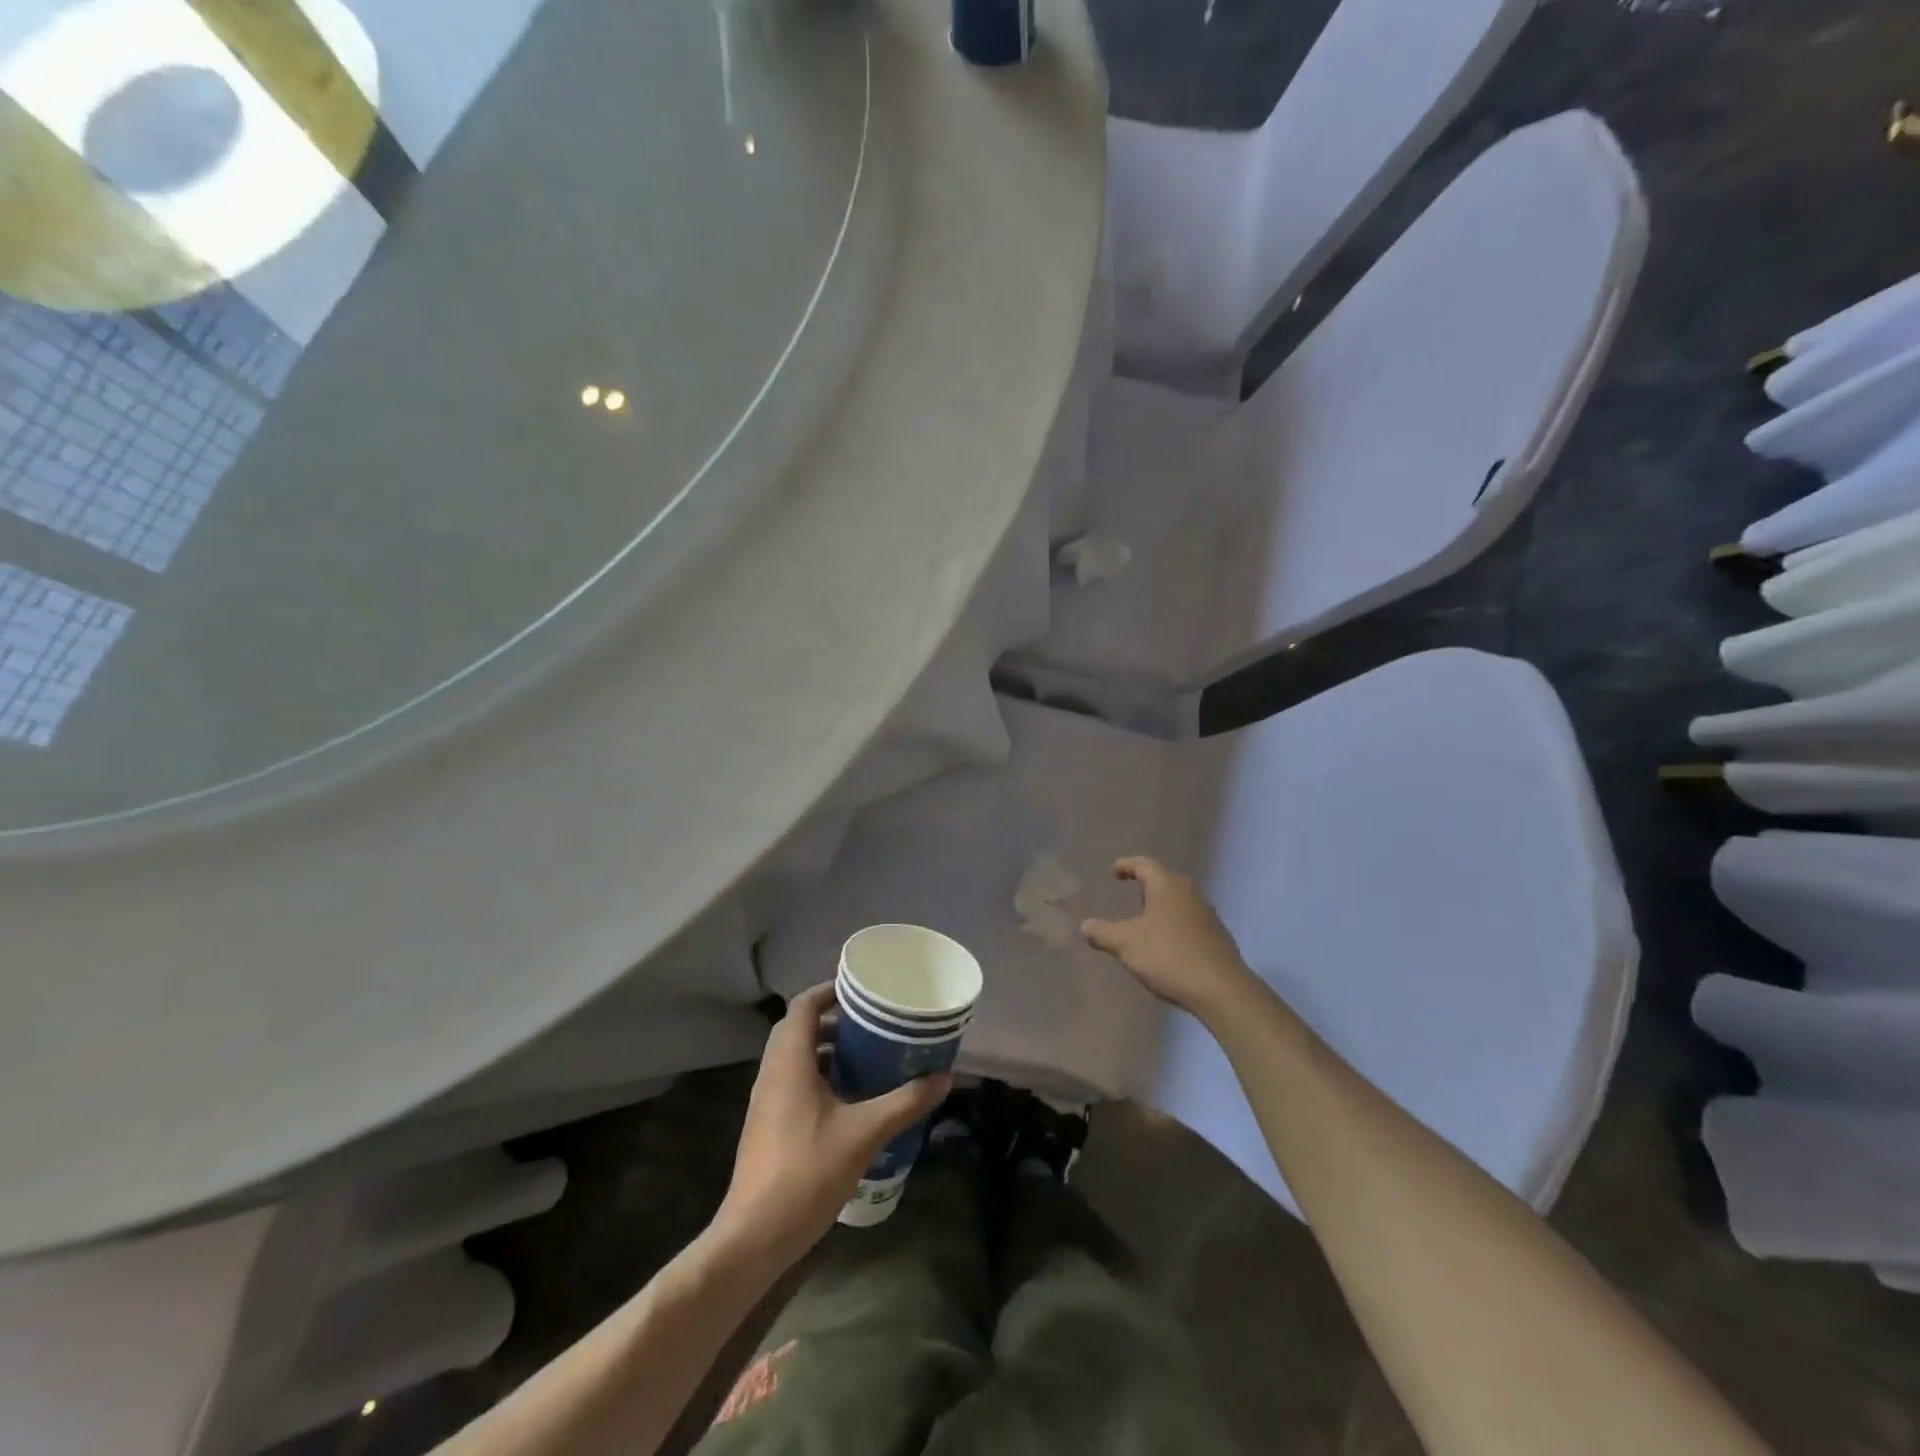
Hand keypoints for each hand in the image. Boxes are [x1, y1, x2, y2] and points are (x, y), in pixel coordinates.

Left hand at [712, 984, 950, 1267]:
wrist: (754, 1237)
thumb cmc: (806, 1172)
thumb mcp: (864, 1134)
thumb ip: (904, 1103)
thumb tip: (944, 1078)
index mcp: (789, 1062)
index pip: (803, 1006)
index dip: (830, 990)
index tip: (863, 990)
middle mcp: (773, 1073)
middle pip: (799, 1028)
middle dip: (834, 1019)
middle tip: (872, 1020)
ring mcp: (767, 1100)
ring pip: (796, 1056)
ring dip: (828, 1048)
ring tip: (868, 1053)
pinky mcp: (769, 1124)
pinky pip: (794, 1081)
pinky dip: (820, 1074)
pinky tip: (851, 1097)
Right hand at [1082, 857, 1256, 1020]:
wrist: (1221, 989)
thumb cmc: (1168, 956)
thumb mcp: (1126, 944)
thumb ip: (1103, 932)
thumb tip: (1085, 925)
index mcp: (1166, 885)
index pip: (1144, 865)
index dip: (1127, 865)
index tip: (1115, 871)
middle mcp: (1189, 893)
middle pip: (1164, 880)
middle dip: (1146, 885)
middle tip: (1130, 893)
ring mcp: (1207, 914)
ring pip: (1179, 901)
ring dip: (1161, 906)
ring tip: (1146, 920)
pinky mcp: (1217, 936)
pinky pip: (1189, 920)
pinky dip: (1174, 924)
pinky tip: (1167, 944)